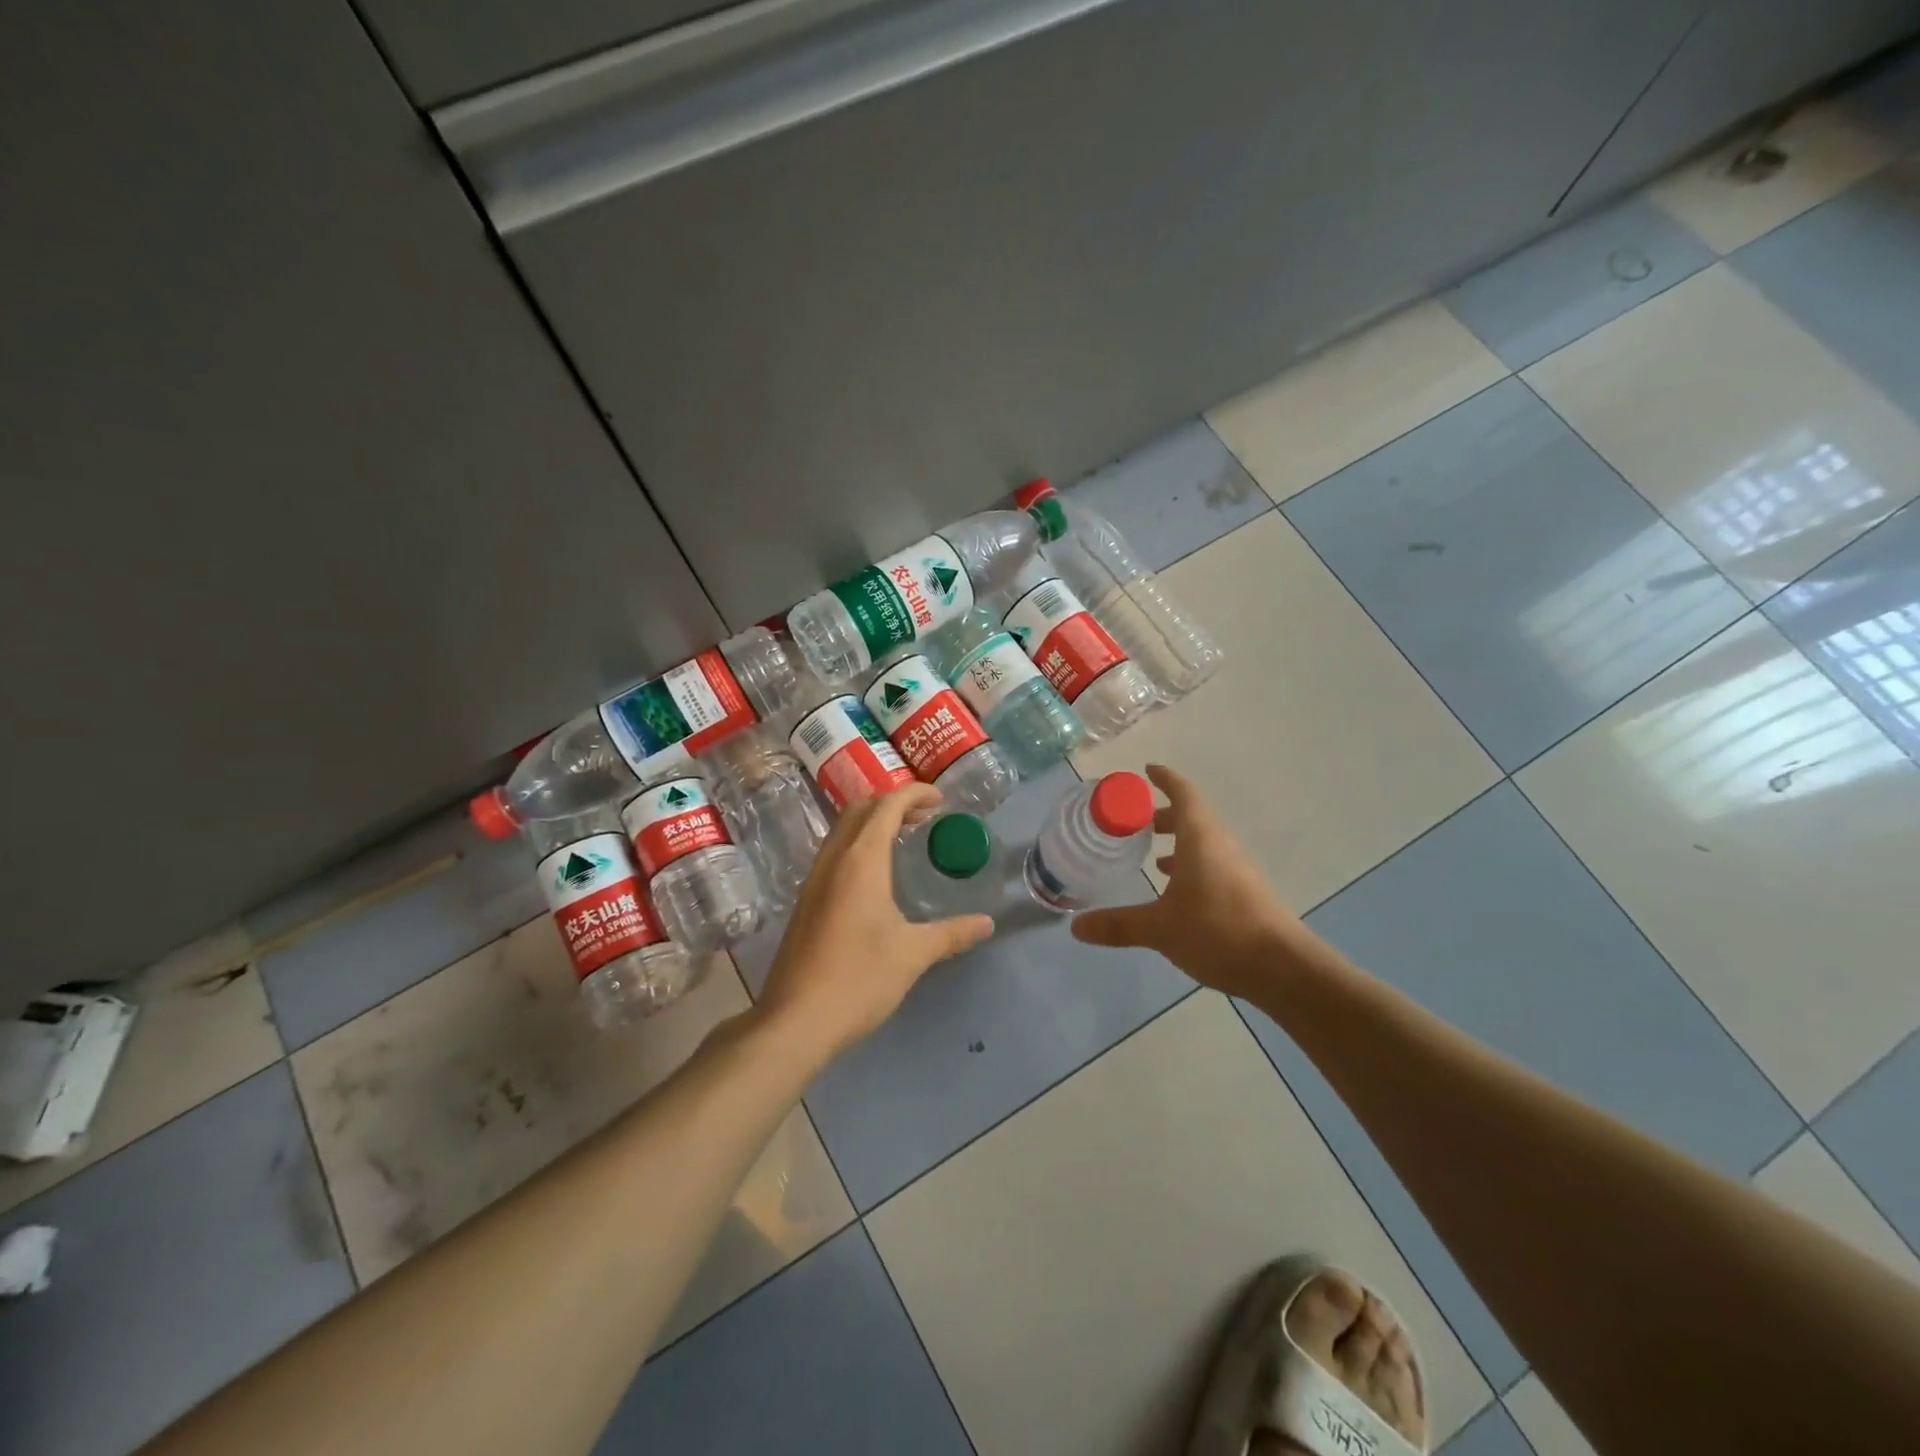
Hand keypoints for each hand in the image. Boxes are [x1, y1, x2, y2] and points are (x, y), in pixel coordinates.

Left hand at [753, 784, 993, 1064]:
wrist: (795, 1021)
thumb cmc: (859, 979)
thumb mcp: (913, 954)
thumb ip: (952, 933)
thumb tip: (987, 923)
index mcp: (861, 861)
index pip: (886, 806)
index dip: (914, 794)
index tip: (941, 799)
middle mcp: (833, 860)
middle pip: (860, 810)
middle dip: (893, 803)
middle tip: (926, 816)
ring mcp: (814, 880)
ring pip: (843, 830)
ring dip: (873, 822)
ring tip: (905, 837)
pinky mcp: (806, 901)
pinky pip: (834, 853)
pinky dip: (859, 844)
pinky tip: (877, 874)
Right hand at [1071, 764, 1312, 999]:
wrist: (1284, 969)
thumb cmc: (1218, 931)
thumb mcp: (1160, 928)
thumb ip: (1118, 925)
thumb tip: (1075, 927)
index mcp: (1201, 839)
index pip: (1183, 794)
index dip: (1165, 780)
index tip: (1147, 771)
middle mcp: (1221, 846)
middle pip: (1193, 818)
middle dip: (1164, 816)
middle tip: (1135, 823)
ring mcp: (1238, 870)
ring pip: (1205, 844)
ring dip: (1179, 843)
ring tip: (1152, 858)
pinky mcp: (1247, 894)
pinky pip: (1214, 866)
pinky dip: (1192, 867)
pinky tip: (1178, 893)